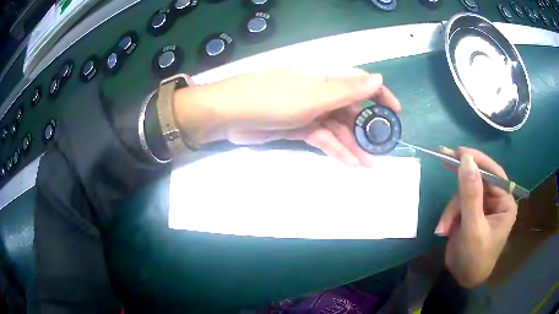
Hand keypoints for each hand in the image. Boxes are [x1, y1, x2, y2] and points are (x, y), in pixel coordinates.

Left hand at [173, 68, 400, 166]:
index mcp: (324, 79)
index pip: (359, 83)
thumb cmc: (270, 99)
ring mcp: (309, 113)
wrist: (229, 115)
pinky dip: (336, 150)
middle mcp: (319, 94)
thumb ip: (346, 90)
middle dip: (368, 128)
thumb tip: (378, 79)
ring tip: (370, 164)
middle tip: (383, 148)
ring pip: (338, 128)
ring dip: (353, 145)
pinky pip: (323, 139)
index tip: (396, 112)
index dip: (380, 96)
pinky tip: (349, 163)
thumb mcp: (313, 95)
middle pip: (351, 110)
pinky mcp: (298, 130)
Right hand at [435, 147, 517, 287]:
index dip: (477, 161)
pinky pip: (457, 204)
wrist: (462, 280)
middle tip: (443, 157)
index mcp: (505, 202)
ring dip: (451, 210)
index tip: (458, 152)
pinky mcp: (470, 213)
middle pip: (477, 180)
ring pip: (463, 194)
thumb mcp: (473, 228)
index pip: (493, 174)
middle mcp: (496, 201)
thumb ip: (471, 194)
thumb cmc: (475, 258)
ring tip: (443, 228)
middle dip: (460, 182)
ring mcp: (482, 207)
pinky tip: (444, 230)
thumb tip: (466, 160)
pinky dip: (448, 216)